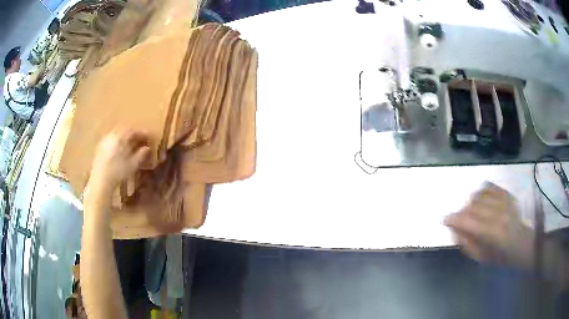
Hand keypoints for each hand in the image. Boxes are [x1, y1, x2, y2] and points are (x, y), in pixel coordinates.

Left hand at [89, 129, 149, 193]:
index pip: (134, 131)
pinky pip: (111, 139)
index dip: (142, 134)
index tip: (149, 137)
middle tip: (140, 139)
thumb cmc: (118, 172)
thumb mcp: (132, 165)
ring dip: (124, 136)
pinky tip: (119, 149)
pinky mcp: (100, 147)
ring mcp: (105, 140)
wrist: (100, 180)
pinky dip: (117, 141)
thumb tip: (147, 148)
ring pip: (117, 133)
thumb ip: (141, 155)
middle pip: (124, 130)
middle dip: (133, 133)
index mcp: (121, 137)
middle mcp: (112, 135)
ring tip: (129, 143)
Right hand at [444, 182, 534, 269]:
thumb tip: (455, 230)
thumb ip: (466, 244)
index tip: (446, 220)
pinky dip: (482, 192)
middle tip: (462, 222)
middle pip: (471, 206)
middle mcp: (497, 213)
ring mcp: (503, 201)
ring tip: (473, 212)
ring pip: (479, 195)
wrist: (522, 243)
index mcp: (491, 232)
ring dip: (472, 203)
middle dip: (462, 213)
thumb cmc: (501, 256)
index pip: (467, 221)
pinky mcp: (507, 194)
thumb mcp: (481, 258)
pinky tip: (482, 200)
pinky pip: (490, 187)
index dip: (453, 219)